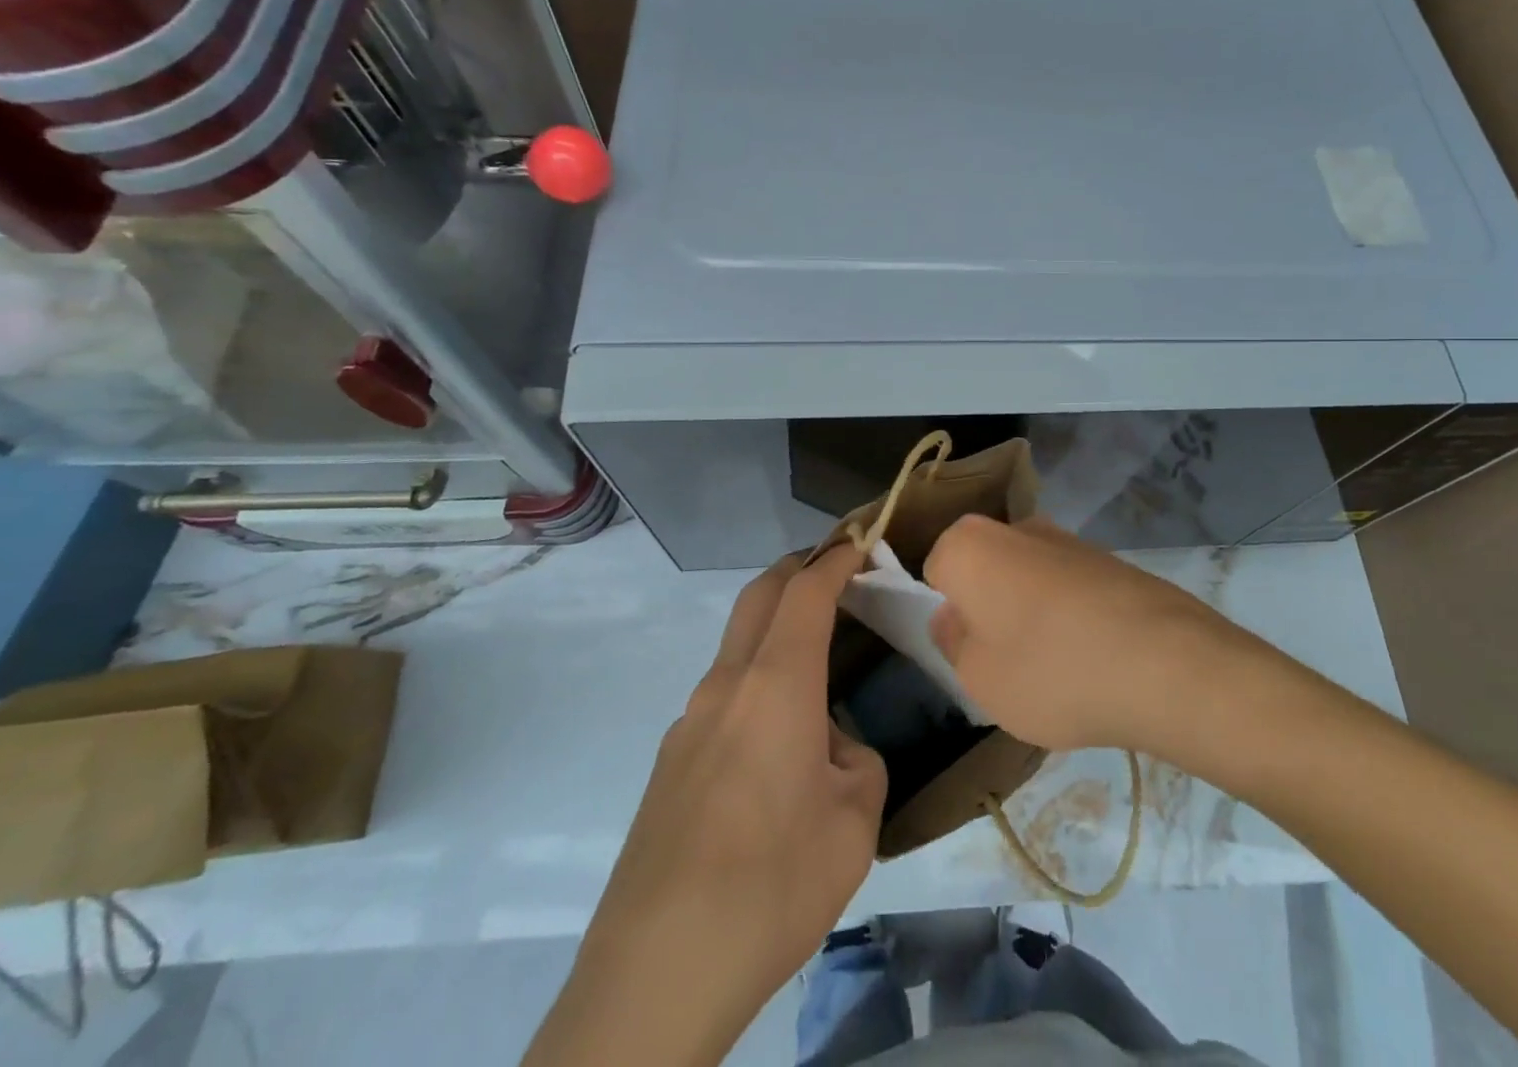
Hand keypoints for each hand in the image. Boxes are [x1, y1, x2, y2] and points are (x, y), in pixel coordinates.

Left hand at [549, 547, 884, 1066]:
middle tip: (838, 570)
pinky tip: (778, 746)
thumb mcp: (854, 823)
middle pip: (759, 596)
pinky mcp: (670, 764)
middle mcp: (726, 687)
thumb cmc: (772, 884)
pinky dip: (757, 682)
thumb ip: (856, 762)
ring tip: (818, 663)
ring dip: (776, 628)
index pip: (807, 591)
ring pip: (737, 646)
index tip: (863, 541)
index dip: (837, 558)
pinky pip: (722, 696)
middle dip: (799, 569)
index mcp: (775, 685)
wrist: (654, 976)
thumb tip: (830, 749)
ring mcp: (688, 724)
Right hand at [923, 514, 1261, 754]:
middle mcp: (1017, 527)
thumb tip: (954, 617)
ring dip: (1033, 614)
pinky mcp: (1111, 559)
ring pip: (1029, 579)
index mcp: (971, 544)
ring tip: (1058, 670)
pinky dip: (1073, 617)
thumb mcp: (978, 678)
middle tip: (1007, 663)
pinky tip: (1095, 660)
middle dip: (990, 609)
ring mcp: (1069, 539)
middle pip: (986, 570)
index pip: (935, 571)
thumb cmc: (1050, 670)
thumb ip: (953, 643)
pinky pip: (1071, 589)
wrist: (1166, 663)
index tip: (968, 651)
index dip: (948, 613)